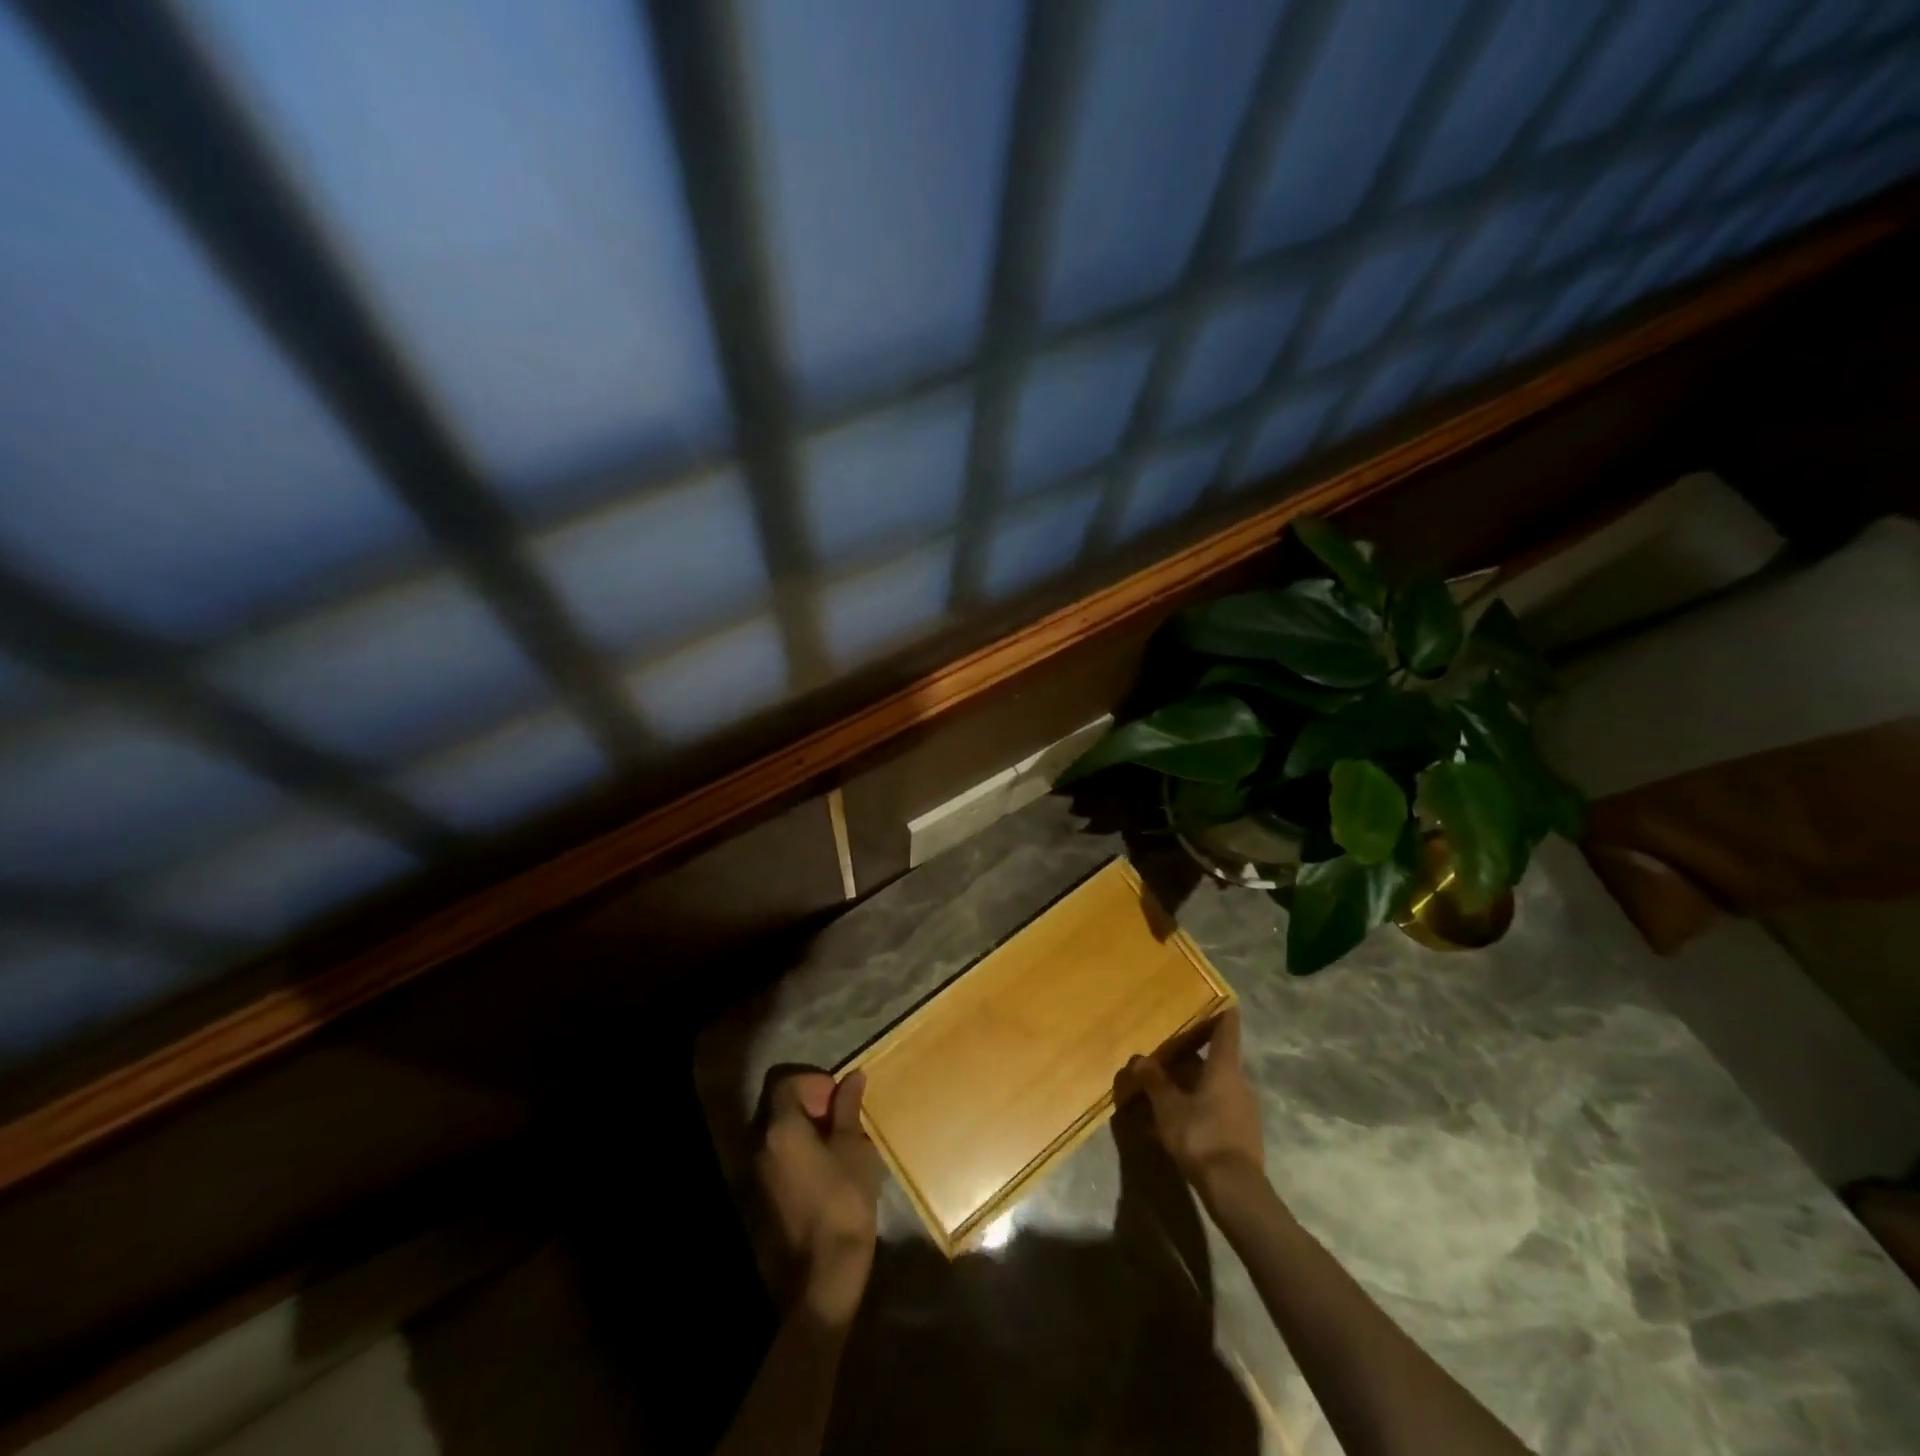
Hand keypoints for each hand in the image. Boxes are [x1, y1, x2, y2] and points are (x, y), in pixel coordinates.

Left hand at [757, 1069, 880, 1326]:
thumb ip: (848, 1108)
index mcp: (780, 1128)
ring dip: (802, 1128)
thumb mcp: (854, 1148)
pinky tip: (822, 1170)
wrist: (821, 1276)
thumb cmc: (843, 1202)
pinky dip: (794, 1152)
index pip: (786, 1081)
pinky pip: (774, 1159)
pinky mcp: (758, 1198)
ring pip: (775, 1133)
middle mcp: (758, 1145)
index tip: (838, 1097)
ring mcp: (754, 1174)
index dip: (814, 1081)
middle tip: (840, 1118)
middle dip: (808, 1103)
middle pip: (777, 1106)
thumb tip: (853, 1077)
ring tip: (835, 1144)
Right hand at [1129, 1009, 1264, 1194]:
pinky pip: (1216, 1106)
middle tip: (1165, 1048)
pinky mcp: (1242, 1132)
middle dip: (1191, 1053)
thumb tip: (1140, 1059)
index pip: (1227, 1027)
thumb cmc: (1201, 1135)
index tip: (1213, 996)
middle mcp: (1239, 1081)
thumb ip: (1154, 1081)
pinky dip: (1197, 1104)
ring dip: (1192, 1082)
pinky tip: (1175, 1118)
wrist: (1235, 1190)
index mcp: (1225, 1067)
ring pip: (1215, 1084)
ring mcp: (1244, 1108)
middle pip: (1216, 1058)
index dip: (1220, 1010)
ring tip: (1163, 1085)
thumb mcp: (1168, 1106)